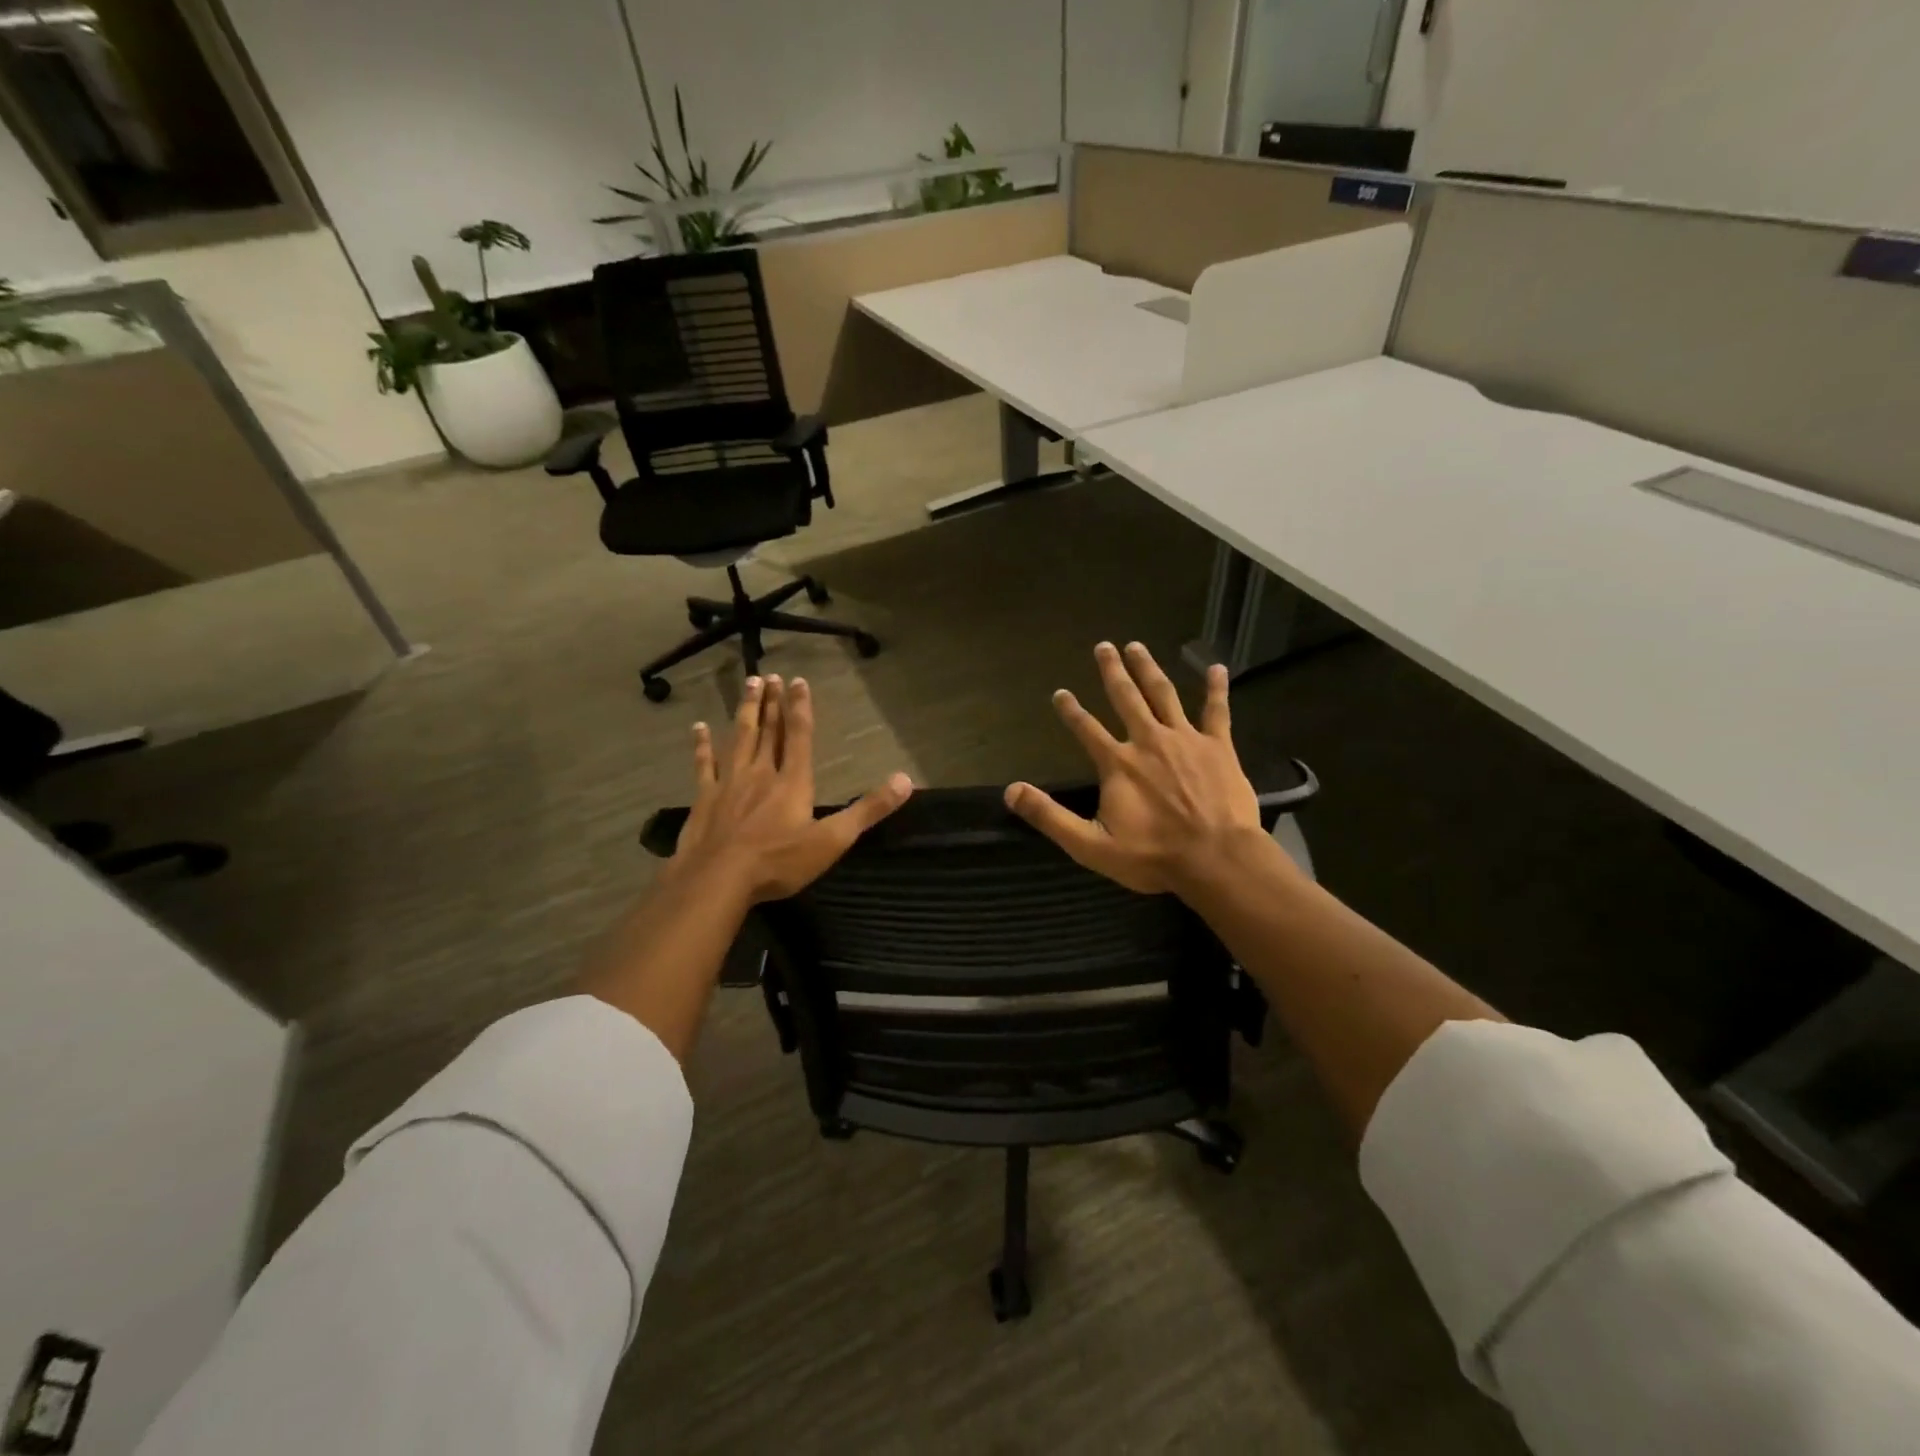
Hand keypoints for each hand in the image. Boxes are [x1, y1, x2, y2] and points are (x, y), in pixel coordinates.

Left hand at [670, 674, 912, 903]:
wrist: (718, 879)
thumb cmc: (778, 862)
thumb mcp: (832, 840)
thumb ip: (868, 810)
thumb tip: (906, 780)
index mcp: (792, 782)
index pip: (799, 736)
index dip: (800, 707)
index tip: (798, 680)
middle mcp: (761, 773)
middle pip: (768, 731)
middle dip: (772, 703)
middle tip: (770, 675)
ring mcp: (729, 783)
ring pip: (739, 738)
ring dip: (746, 711)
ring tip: (749, 686)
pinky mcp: (705, 798)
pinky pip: (704, 765)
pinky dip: (702, 746)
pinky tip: (698, 729)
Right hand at [1004, 641, 1278, 896]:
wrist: (1216, 859)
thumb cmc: (1153, 856)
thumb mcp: (1090, 844)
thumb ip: (1050, 816)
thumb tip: (1011, 791)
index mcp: (1118, 763)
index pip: (1086, 729)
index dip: (1071, 710)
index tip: (1060, 692)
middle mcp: (1148, 740)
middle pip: (1126, 698)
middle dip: (1112, 671)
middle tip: (1104, 646)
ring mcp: (1185, 739)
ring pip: (1163, 694)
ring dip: (1148, 669)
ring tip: (1138, 646)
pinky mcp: (1218, 746)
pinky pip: (1216, 711)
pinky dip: (1215, 689)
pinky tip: (1216, 667)